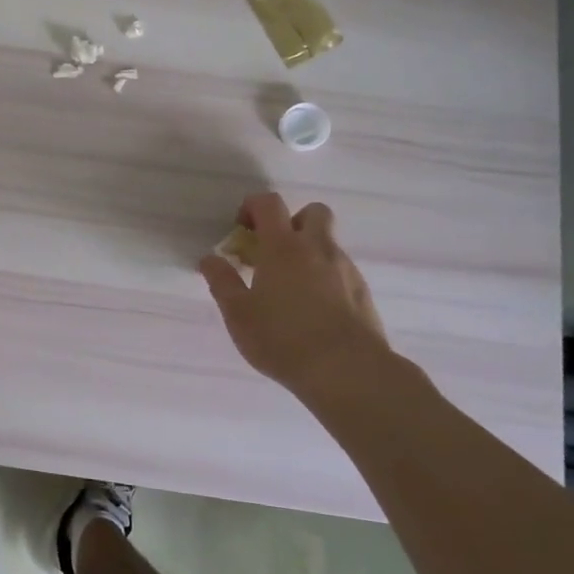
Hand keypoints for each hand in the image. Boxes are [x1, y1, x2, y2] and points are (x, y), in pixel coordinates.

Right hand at [199, 193, 392, 404]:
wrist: (348, 370)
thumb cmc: (283, 338)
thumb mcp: (238, 314)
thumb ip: (222, 282)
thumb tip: (210, 259)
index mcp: (283, 247)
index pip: (269, 203)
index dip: (252, 206)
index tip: (241, 228)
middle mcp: (318, 248)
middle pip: (312, 212)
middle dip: (292, 222)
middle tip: (274, 251)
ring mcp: (345, 269)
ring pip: (328, 244)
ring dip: (309, 253)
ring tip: (291, 289)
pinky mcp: (363, 292)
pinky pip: (341, 271)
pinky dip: (325, 278)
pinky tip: (314, 310)